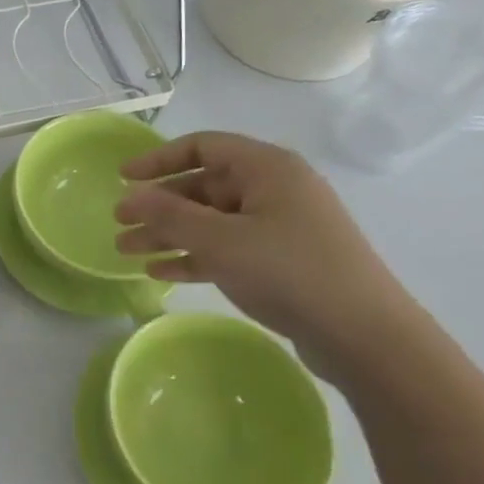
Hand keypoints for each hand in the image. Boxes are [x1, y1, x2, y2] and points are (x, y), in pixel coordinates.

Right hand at [114, 131, 420, 381]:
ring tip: (127, 252)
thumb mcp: (220, 240)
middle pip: (203, 186)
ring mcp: (279, 227)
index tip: (123, 178)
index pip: (203, 146)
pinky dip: (193, 256)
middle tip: (119, 223)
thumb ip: (169, 215)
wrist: (364, 337)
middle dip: (157, 205)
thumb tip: (131, 196)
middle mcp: (274, 190)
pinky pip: (226, 248)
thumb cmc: (289, 272)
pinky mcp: (281, 261)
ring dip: (168, 234)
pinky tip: (160, 272)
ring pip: (210, 221)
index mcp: (267, 169)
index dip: (158, 159)